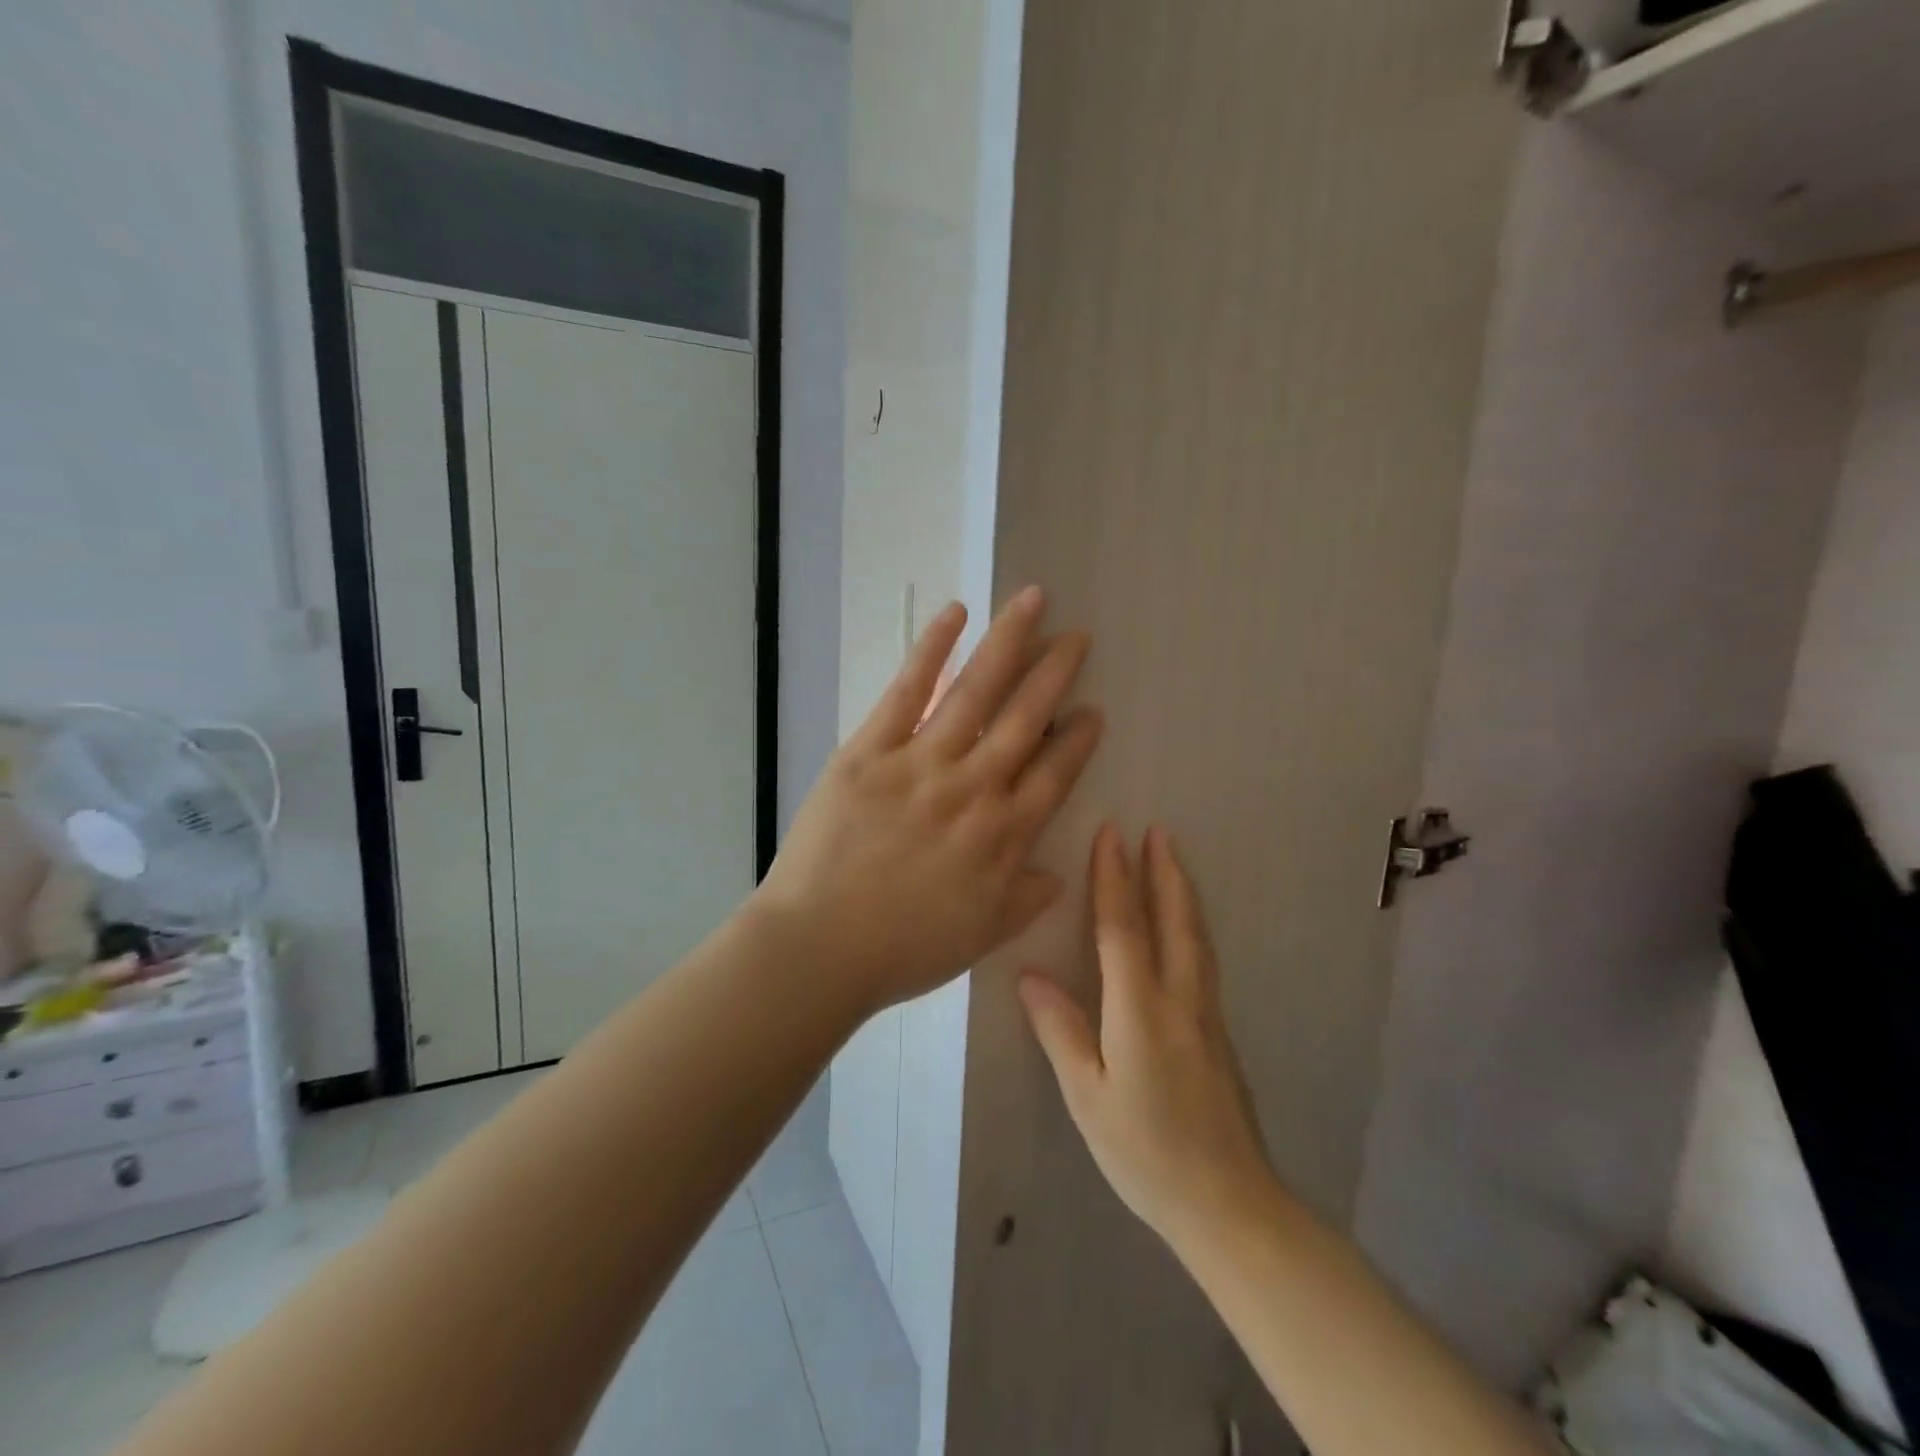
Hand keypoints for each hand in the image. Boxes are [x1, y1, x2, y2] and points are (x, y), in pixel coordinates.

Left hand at [754, 587, 1102, 1014]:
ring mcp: (921, 763)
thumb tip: (1060, 874)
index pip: (1054, 775)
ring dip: (1008, 643)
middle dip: (1055, 674)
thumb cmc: (902, 949)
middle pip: (1025, 719)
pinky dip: (932, 650)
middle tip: (1078, 636)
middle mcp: (973, 789)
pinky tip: (956, 614)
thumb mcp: (981, 936)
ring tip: (1033, 601)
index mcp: (1003, 835)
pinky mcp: (871, 751)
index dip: (1077, 740)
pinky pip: (907, 692)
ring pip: (976, 693)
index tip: (1094, 710)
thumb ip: (1025, 899)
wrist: (820, 947)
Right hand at [1020, 825, 1278, 1253]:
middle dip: (1162, 871)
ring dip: (1182, 891)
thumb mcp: (1087, 1096)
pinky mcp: (1217, 1031)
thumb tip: (1030, 975)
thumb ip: (1061, 1030)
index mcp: (1140, 1010)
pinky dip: (1191, 924)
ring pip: (1195, 936)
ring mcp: (1206, 1014)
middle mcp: (1179, 999)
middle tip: (1157, 829)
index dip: (1114, 878)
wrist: (1228, 1203)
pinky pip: (1202, 958)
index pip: (1123, 928)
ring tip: (1173, 859)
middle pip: (1173, 920)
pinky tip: (1186, 924)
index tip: (1111, 834)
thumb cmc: (1144, 1152)